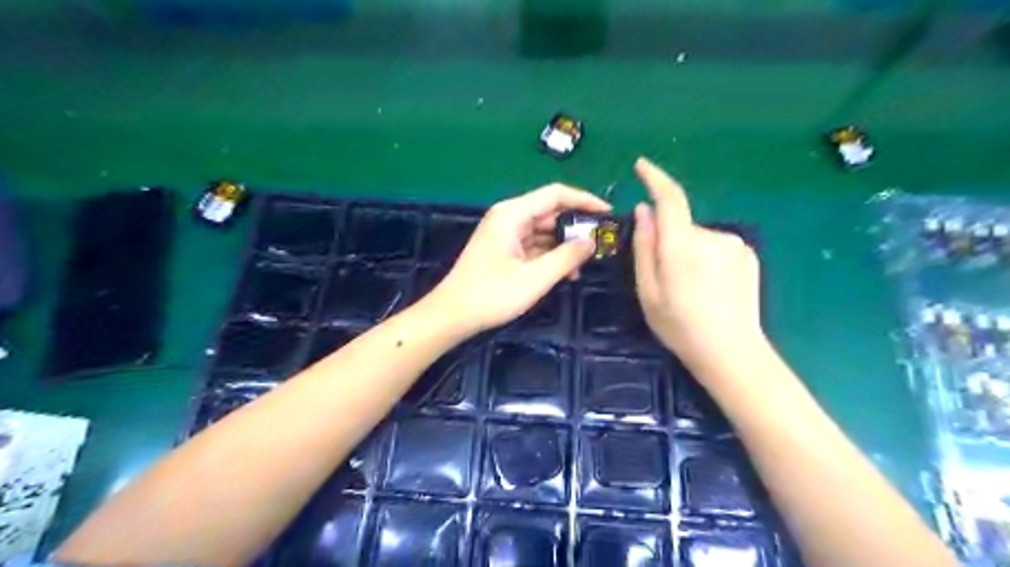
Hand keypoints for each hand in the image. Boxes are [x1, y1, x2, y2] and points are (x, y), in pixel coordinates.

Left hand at [432, 187, 609, 333]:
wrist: (452, 315)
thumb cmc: (491, 295)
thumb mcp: (535, 278)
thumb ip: (566, 257)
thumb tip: (591, 241)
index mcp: (512, 214)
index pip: (556, 194)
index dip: (584, 200)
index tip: (608, 214)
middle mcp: (509, 217)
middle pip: (550, 211)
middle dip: (576, 226)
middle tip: (601, 243)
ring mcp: (505, 233)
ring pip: (544, 230)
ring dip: (564, 244)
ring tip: (585, 263)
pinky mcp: (504, 249)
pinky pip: (534, 244)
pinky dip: (550, 255)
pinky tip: (565, 272)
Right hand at [629, 156, 765, 376]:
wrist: (731, 351)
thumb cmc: (679, 326)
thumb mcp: (648, 291)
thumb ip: (644, 247)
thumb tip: (643, 210)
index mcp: (681, 246)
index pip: (670, 198)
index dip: (655, 178)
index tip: (642, 166)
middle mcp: (711, 237)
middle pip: (681, 226)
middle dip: (669, 243)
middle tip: (666, 280)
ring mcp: (734, 245)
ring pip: (699, 238)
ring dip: (689, 253)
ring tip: (691, 289)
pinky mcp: (748, 254)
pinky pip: (717, 247)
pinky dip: (707, 260)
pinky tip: (711, 288)